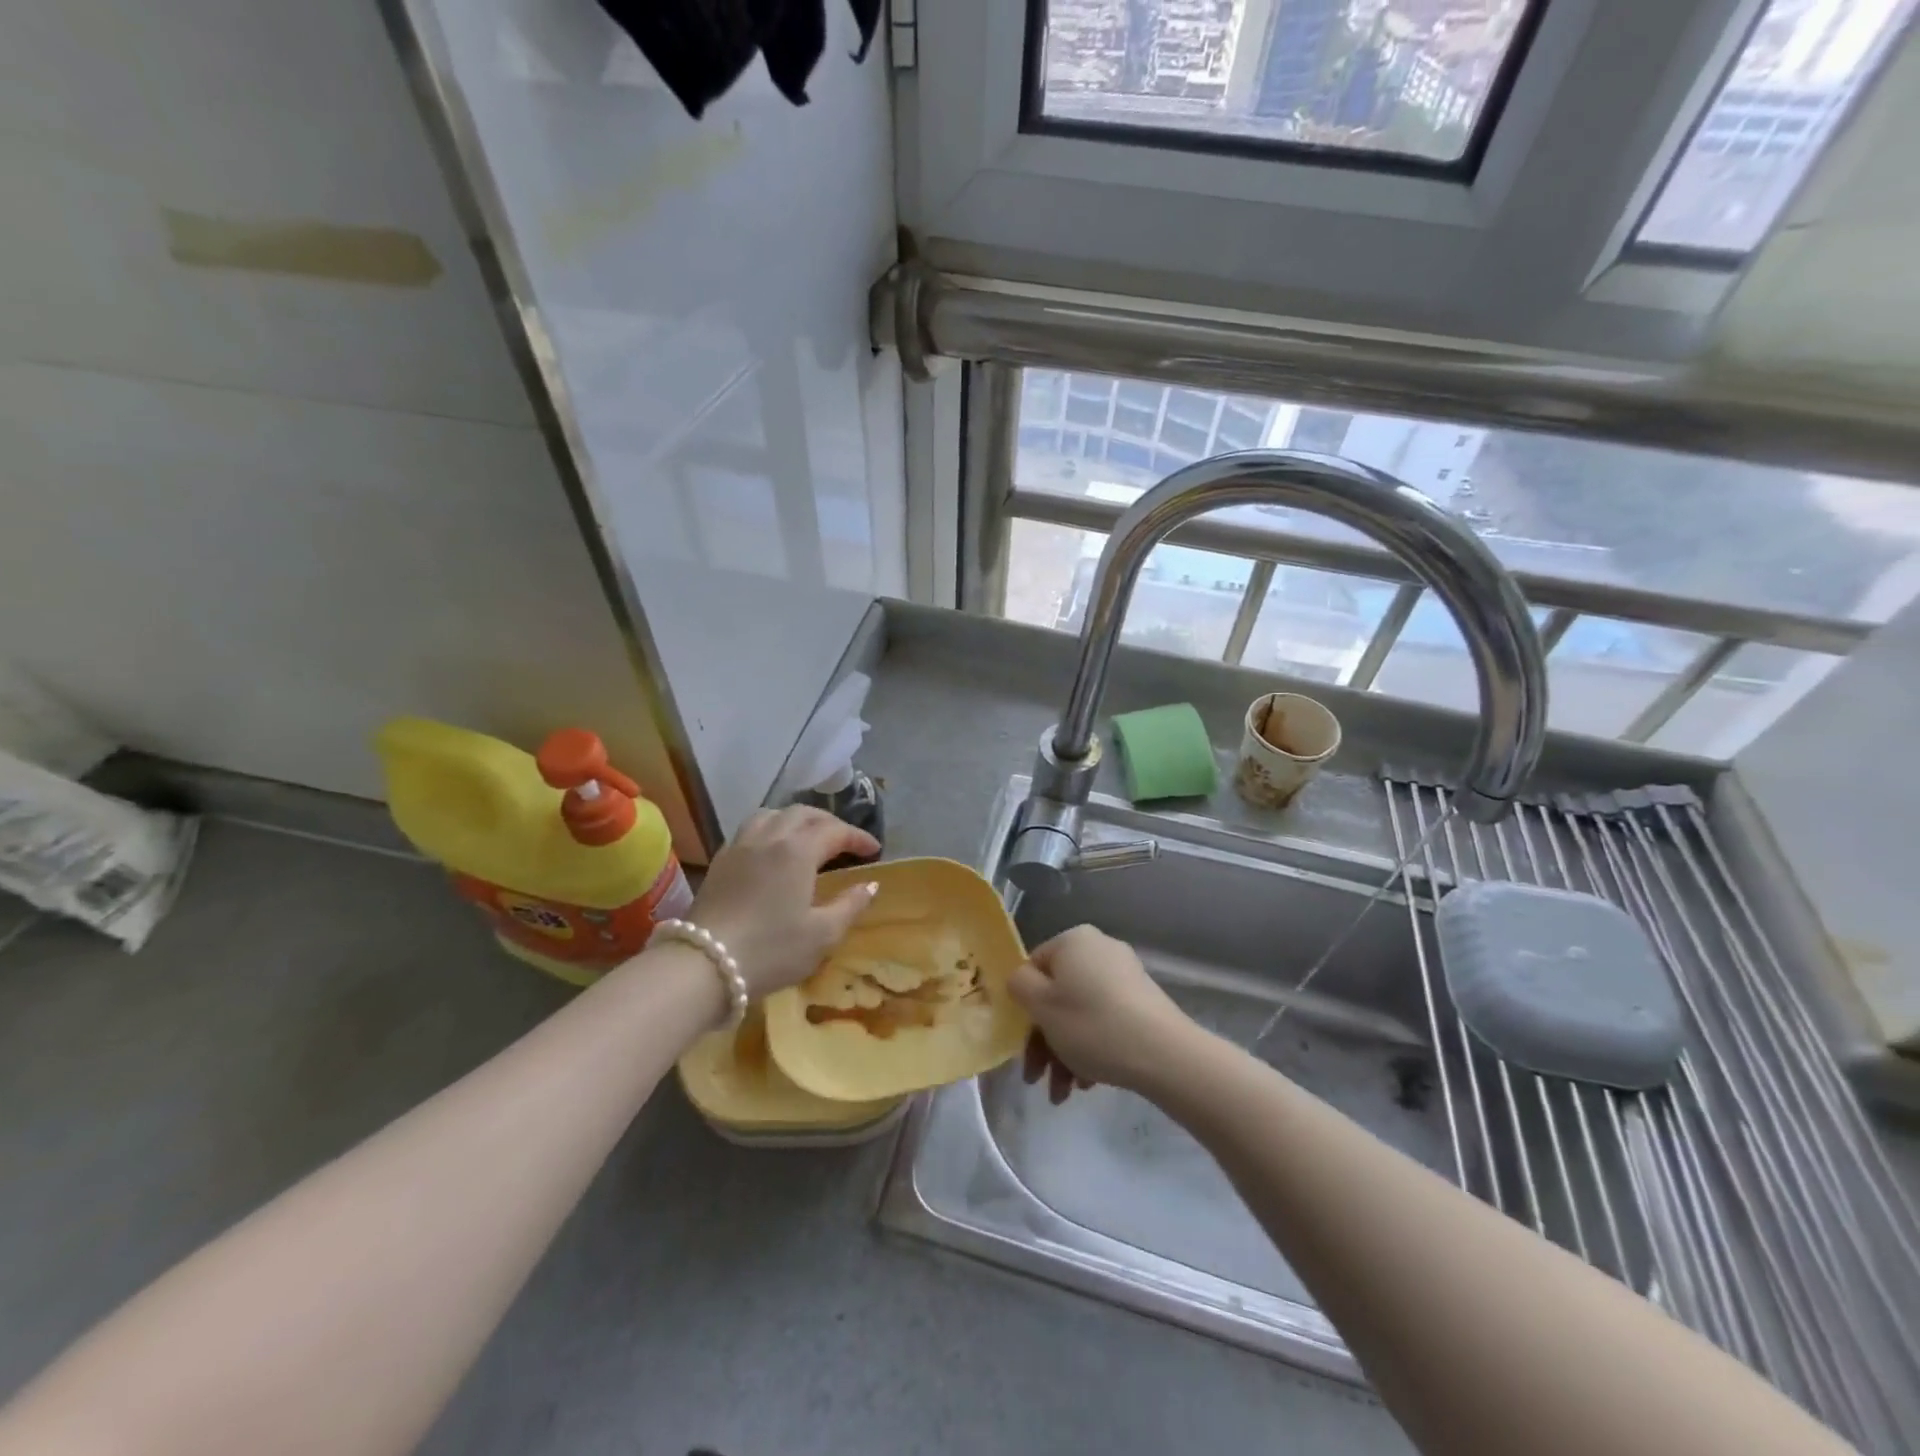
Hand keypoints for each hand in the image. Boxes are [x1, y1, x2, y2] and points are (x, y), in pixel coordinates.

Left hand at [685, 807, 879, 997]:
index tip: (874, 850)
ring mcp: (740, 846)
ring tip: (807, 837)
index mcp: (798, 850)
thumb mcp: (822, 935)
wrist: (704, 965)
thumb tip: (870, 885)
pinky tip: (772, 851)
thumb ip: (850, 905)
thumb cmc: (771, 950)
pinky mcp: (720, 861)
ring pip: (772, 814)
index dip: (858, 838)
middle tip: (844, 842)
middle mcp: (769, 837)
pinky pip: (750, 829)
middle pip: (803, 814)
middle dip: (829, 823)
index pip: (835, 831)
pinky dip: (771, 829)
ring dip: (796, 820)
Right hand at [1007, 925, 1195, 1101]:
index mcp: (1073, 940)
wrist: (1164, 1054)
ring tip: (1063, 1094)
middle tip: (1037, 1078)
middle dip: (1044, 1041)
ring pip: (1079, 1013)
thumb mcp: (1041, 1005)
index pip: (1034, 968)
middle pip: (1057, 995)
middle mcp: (1099, 949)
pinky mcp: (1143, 1002)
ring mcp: (1125, 975)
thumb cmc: (1092, 1024)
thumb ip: (1019, 985)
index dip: (1024, 1007)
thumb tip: (1023, 981)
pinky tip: (1088, 1083)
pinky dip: (1091, 1049)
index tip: (1021, 1044)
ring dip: (1064, 1052)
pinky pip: (1104, 1021)